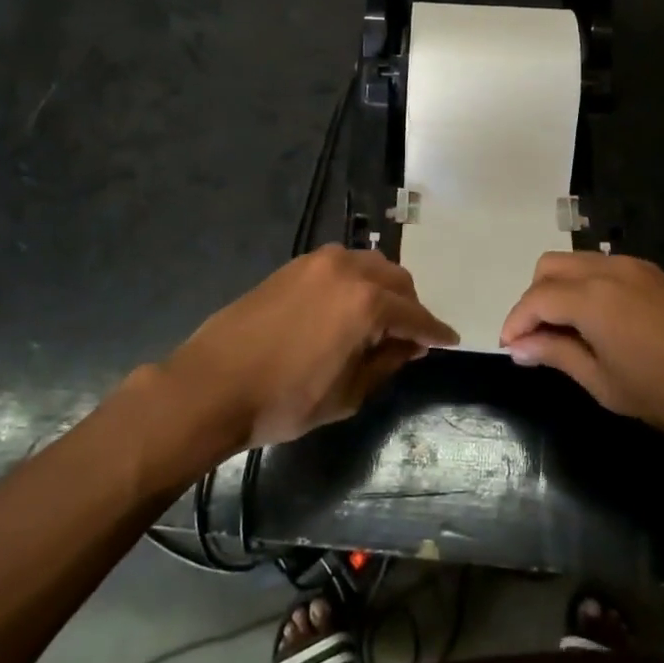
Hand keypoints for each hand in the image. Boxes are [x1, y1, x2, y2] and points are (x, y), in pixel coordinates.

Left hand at [165, 245, 456, 449]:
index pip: (415, 315)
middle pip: (397, 280)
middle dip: (410, 307)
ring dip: (384, 289)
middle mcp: (348, 270)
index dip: (435, 332)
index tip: (450, 341)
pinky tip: (348, 308)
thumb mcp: (347, 394)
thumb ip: (386, 363)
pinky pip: (342, 265)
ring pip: (370, 265)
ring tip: (379, 323)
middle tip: (409, 339)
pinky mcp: (294, 265)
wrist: (212, 384)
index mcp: (366, 303)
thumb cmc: (285, 400)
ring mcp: (318, 262)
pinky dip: (357, 281)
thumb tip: (409, 345)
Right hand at [500, 252, 663, 447]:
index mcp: (592, 297)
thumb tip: (519, 347)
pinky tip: (598, 322)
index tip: (508, 348)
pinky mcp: (655, 273)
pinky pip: (604, 267)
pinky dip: (586, 286)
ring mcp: (635, 266)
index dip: (516, 321)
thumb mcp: (606, 384)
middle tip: (535, 339)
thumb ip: (557, 355)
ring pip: (577, 262)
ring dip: (559, 289)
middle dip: (533, 298)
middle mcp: (609, 269)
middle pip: (550, 266)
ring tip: (565, 332)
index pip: (536, 298)